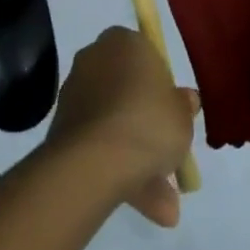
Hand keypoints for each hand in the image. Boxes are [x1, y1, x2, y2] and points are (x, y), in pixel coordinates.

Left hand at [45, 26, 198, 226]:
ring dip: (138, 159)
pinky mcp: (63, 127)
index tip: (173, 112)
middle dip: (148, 127)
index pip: (145, 54)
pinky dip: (119, 171)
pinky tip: (146, 208)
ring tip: (166, 207)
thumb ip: (184, 106)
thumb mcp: (182, 115)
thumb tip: (186, 99)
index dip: (161, 84)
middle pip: (127, 91)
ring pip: (114, 124)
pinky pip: (99, 145)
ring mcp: (76, 94)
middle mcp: (94, 59)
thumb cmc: (147, 122)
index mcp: (122, 41)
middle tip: (170, 156)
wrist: (94, 160)